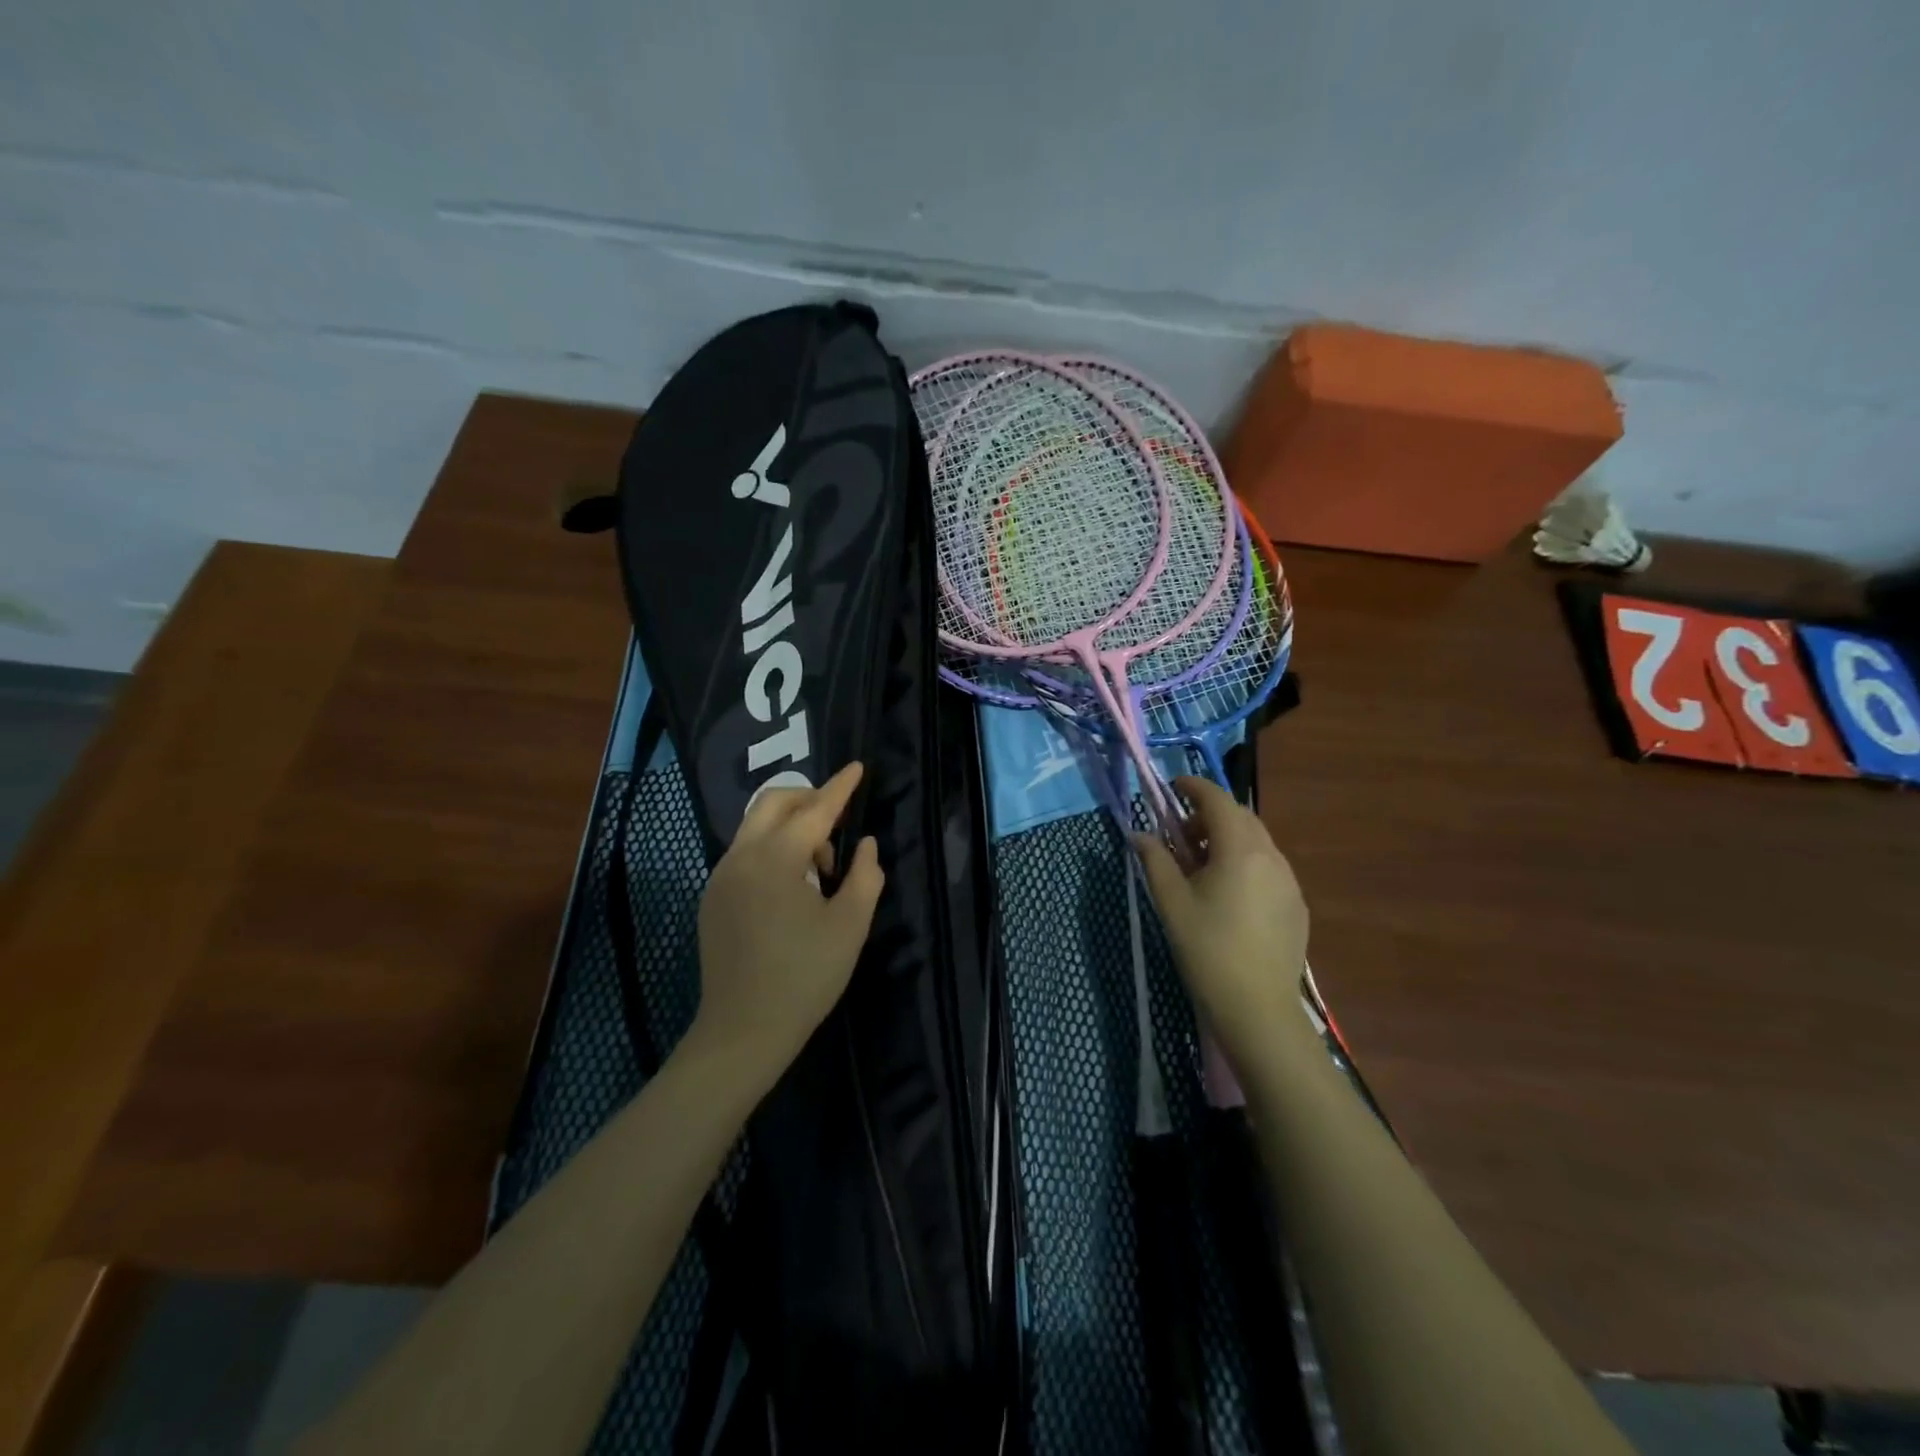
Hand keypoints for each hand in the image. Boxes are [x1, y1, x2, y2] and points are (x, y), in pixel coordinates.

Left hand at [690, 762, 884, 1085]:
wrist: (743, 1032)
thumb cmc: (805, 977)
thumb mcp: (850, 926)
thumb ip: (864, 875)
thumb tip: (866, 844)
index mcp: (776, 859)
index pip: (815, 810)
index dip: (841, 788)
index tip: (857, 767)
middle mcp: (741, 856)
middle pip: (773, 803)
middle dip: (809, 800)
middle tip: (839, 822)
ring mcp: (721, 877)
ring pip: (756, 827)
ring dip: (791, 828)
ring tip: (821, 866)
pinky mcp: (712, 898)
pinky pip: (745, 853)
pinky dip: (772, 850)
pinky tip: (792, 887)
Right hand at [1134, 777, 1310, 1082]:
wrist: (1258, 1009)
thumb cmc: (1206, 950)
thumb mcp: (1171, 902)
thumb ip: (1155, 860)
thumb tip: (1138, 834)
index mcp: (1239, 849)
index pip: (1217, 800)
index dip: (1193, 787)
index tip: (1172, 787)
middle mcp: (1271, 856)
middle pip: (1240, 817)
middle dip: (1209, 814)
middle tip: (1180, 834)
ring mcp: (1289, 881)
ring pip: (1257, 842)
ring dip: (1227, 838)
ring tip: (1200, 866)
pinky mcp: (1296, 905)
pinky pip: (1268, 867)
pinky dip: (1245, 862)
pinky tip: (1227, 894)